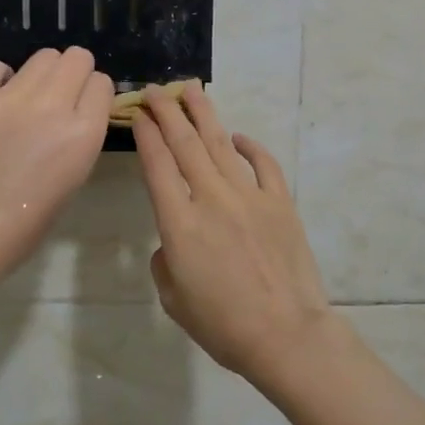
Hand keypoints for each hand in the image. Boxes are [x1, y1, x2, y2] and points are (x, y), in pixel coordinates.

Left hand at [0, 48, 112, 295]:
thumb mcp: (76, 176)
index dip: (94, 94)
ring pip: (43, 56)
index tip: (85, 107)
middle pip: (77, 58)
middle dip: (75, 73)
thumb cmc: (29, 220)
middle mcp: (53, 106)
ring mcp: (11, 98)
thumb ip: (83, 135)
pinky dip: (1, 78)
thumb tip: (80, 108)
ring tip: (29, 99)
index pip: (103, 83)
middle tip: (60, 96)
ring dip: (43, 74)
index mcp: (84, 132)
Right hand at [131, 84, 338, 389]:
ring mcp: (249, 196)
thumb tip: (173, 242)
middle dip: (168, 113)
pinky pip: (264, 164)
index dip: (146, 135)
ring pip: (221, 144)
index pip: (157, 165)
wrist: (285, 334)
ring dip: (203, 115)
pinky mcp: (280, 203)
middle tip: (157, 91)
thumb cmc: (222, 325)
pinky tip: (238, 136)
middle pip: (185, 144)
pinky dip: (251, 147)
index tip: (139, 114)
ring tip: (191, 91)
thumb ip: (164, 262)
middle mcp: (211, 198)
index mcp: (179, 223)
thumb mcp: (174, 299)